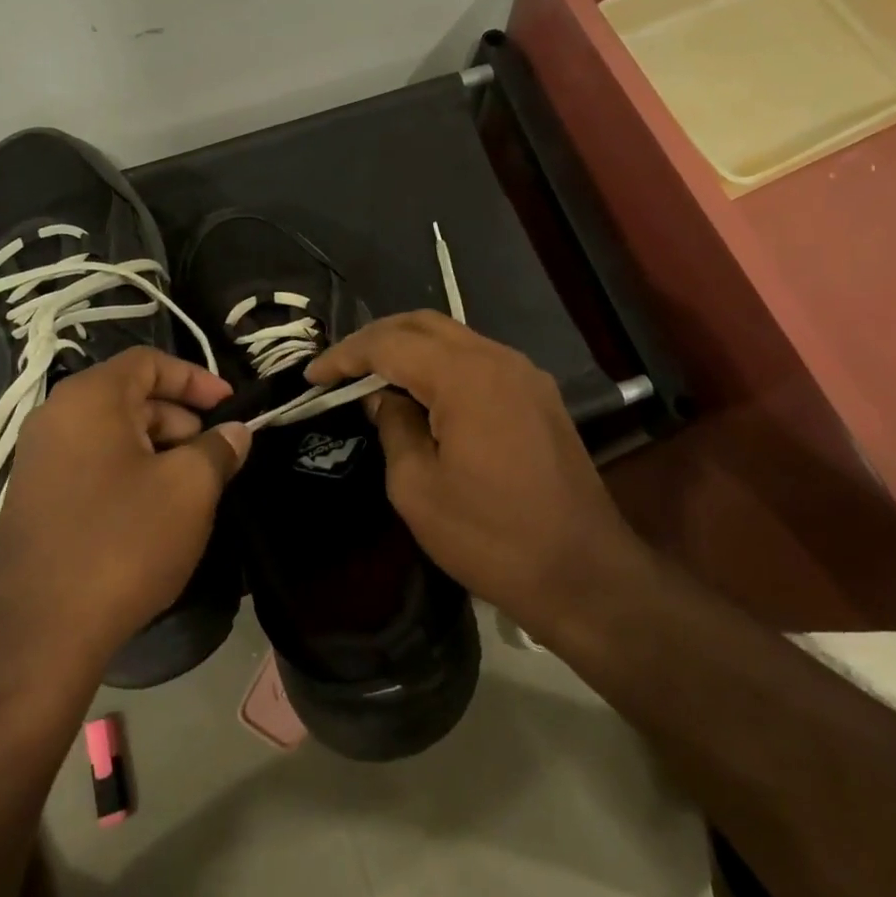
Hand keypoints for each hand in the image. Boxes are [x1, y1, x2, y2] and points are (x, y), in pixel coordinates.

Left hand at [0, 347, 250, 678]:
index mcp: (88, 399)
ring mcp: (39, 462)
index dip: (196, 378)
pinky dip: (131, 474)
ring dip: (159, 450)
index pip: (149, 362)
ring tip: (190, 490)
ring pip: (114, 435)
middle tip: (214, 455)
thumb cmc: (122, 541)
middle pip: (131, 397)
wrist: (37, 636)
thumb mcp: (189, 489)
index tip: (230, 407)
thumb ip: (219, 449)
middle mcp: (55, 418)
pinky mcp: (36, 501)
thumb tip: (235, 432)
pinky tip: (154, 515)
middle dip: (181, 419)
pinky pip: (94, 467)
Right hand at [307, 312, 640, 643]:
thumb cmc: (491, 537)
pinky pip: (479, 361)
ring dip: (410, 348)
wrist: (583, 572)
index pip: (391, 343)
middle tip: (340, 367)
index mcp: (465, 376)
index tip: (313, 376)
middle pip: (425, 324)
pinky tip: (423, 393)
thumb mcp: (417, 489)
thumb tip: (383, 398)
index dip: (346, 355)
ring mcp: (525, 374)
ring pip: (455, 338)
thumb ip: (394, 428)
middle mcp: (498, 359)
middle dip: (376, 339)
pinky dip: (442, 365)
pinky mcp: (539, 395)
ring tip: (374, 376)